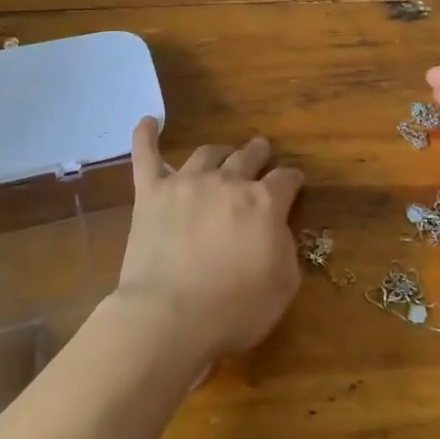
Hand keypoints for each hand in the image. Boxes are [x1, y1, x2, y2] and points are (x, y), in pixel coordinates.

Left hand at [113, 118, 305, 364]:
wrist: (169, 317)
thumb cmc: (234, 309)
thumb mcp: (284, 285)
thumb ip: (286, 248)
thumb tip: (278, 228)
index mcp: (264, 203)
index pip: (286, 179)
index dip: (293, 180)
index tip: (294, 183)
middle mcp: (227, 182)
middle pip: (248, 156)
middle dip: (259, 153)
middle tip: (261, 152)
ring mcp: (186, 183)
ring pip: (207, 153)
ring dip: (220, 152)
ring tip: (223, 153)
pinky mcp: (151, 193)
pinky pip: (146, 156)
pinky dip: (146, 136)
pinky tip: (147, 121)